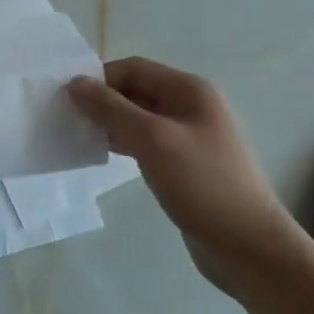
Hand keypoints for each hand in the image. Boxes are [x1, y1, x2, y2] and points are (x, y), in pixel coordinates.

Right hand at [67, 57, 308, 295]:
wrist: (247, 245)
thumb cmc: (202, 184)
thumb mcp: (153, 140)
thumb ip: (111, 109)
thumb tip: (74, 83)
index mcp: (189, 90)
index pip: (133, 68)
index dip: (99, 79)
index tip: (66, 100)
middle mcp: (189, 107)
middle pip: (135, 91)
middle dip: (101, 102)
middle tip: (65, 120)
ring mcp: (187, 137)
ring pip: (137, 119)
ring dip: (109, 124)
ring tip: (76, 137)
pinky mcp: (182, 164)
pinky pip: (145, 143)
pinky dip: (121, 144)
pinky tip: (101, 156)